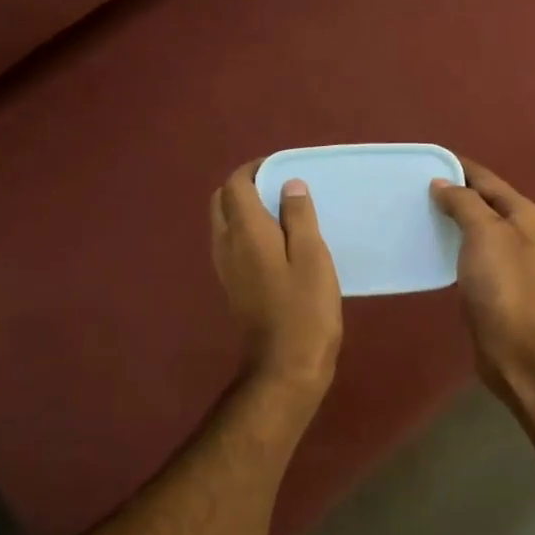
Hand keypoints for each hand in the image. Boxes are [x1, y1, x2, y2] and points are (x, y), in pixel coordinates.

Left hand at [211, 163, 341, 398]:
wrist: (285, 366)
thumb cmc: (305, 310)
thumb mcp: (313, 257)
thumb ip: (299, 217)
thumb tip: (289, 184)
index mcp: (246, 232)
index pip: (236, 184)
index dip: (256, 169)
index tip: (283, 168)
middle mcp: (227, 245)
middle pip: (221, 201)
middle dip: (245, 186)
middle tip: (280, 188)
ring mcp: (225, 267)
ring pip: (223, 223)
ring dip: (244, 209)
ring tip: (282, 213)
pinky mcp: (232, 285)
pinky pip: (231, 244)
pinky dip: (247, 231)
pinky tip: (277, 243)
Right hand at [430, 159, 534, 404]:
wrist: (514, 346)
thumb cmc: (502, 285)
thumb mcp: (485, 233)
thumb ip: (464, 202)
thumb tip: (441, 184)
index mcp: (523, 213)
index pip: (485, 178)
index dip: (456, 166)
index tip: (421, 160)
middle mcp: (518, 230)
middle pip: (480, 200)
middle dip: (449, 191)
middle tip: (410, 187)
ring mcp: (506, 258)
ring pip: (472, 226)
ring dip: (447, 217)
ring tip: (414, 211)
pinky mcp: (491, 281)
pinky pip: (466, 250)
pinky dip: (448, 242)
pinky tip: (427, 244)